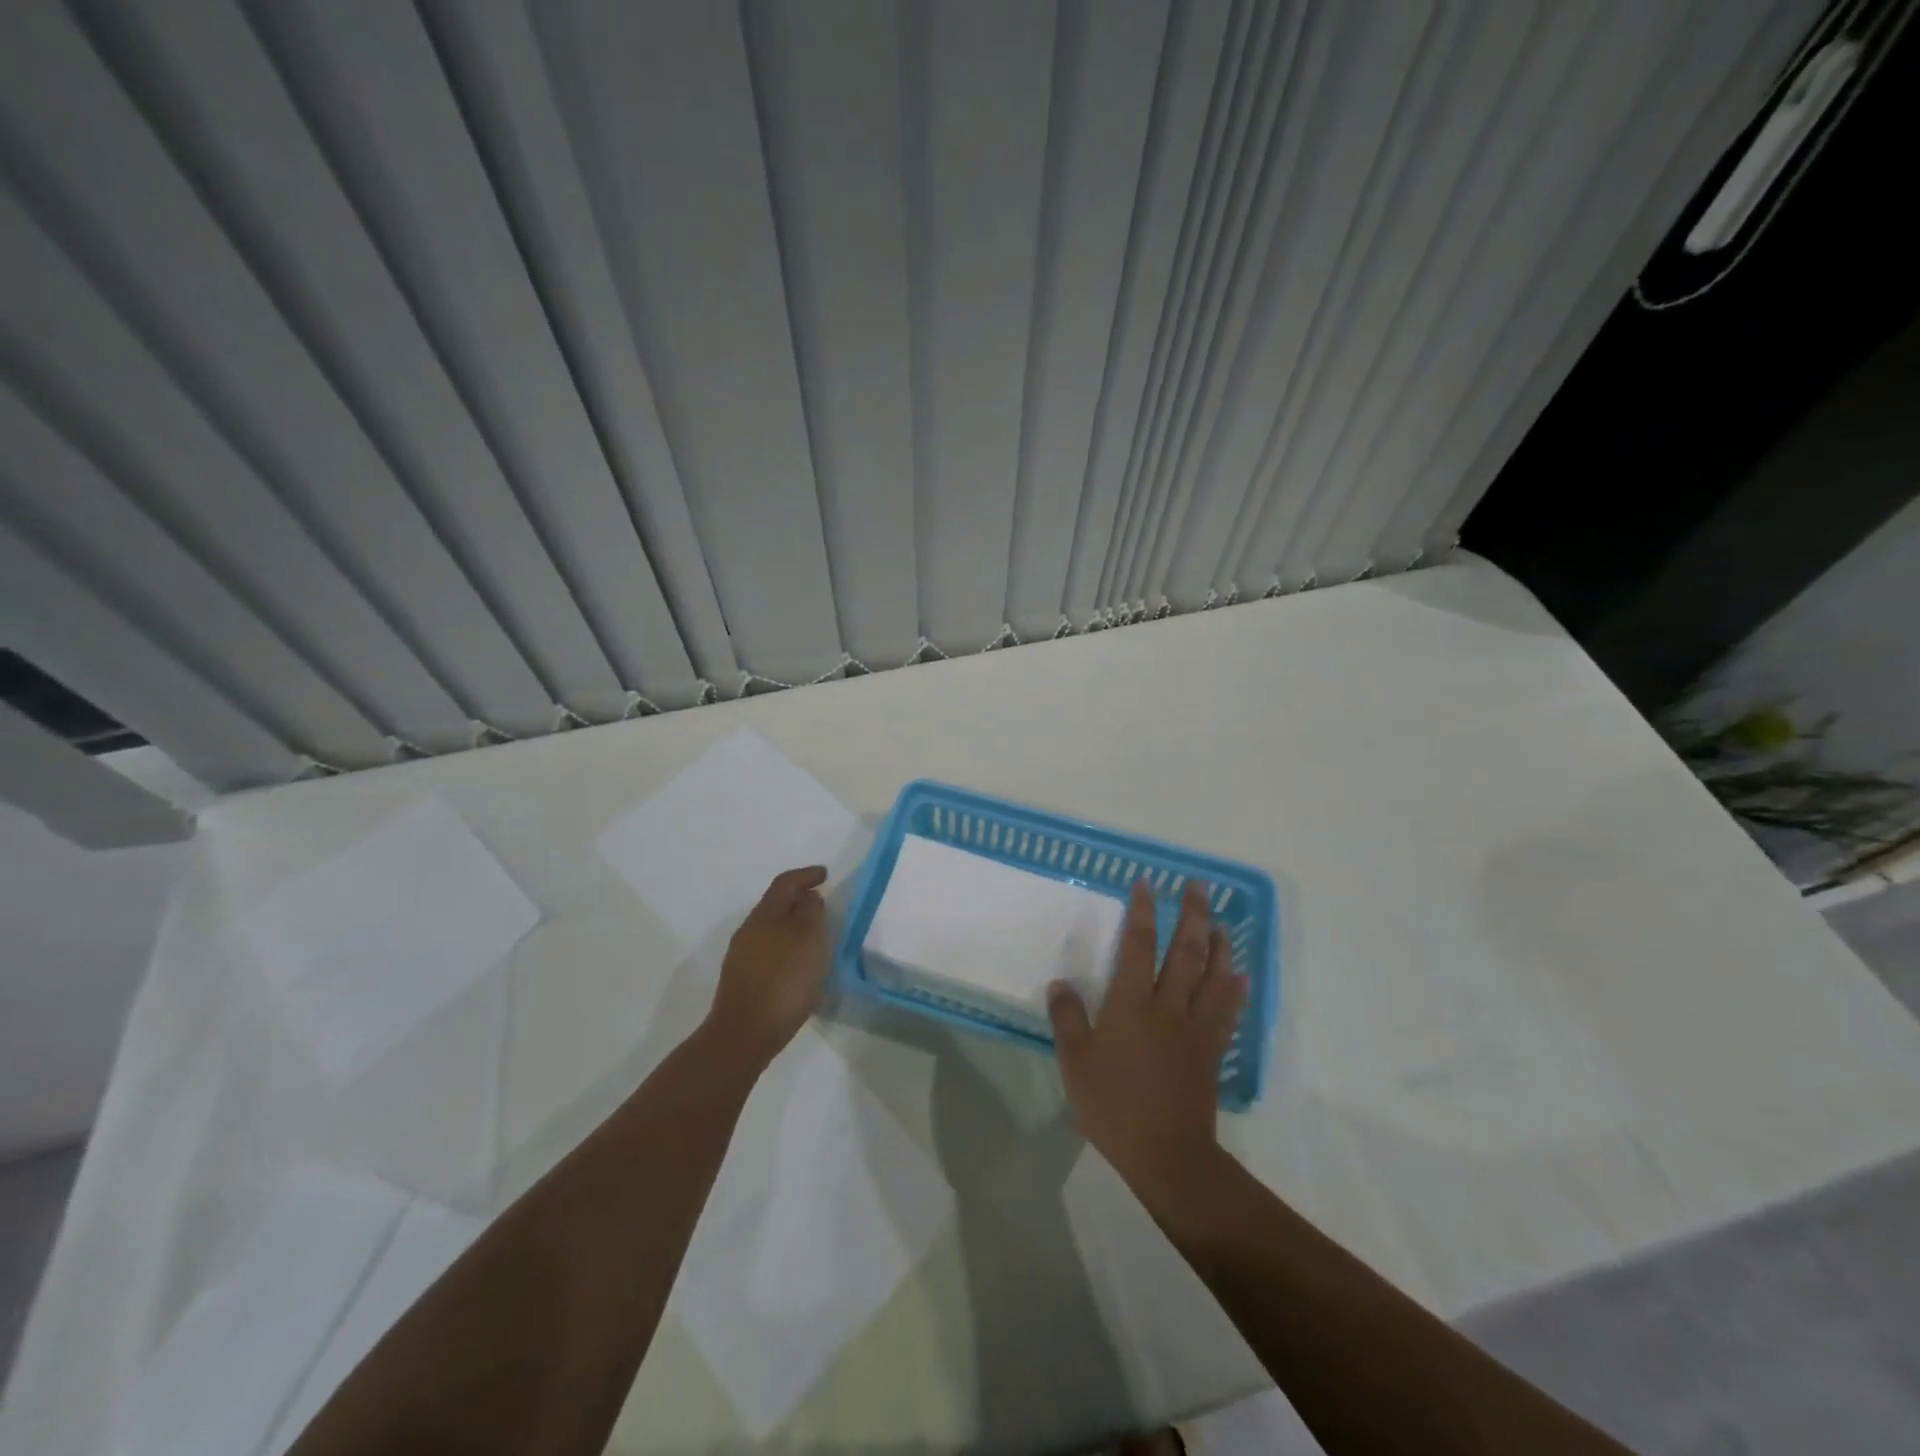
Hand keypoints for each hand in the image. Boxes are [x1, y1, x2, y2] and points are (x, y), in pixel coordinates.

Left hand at [706, 866, 831, 1067]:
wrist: (744, 1035)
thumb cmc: (783, 981)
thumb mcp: (808, 940)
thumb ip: (811, 912)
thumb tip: (808, 897)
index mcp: (764, 915)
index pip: (785, 883)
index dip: (806, 875)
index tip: (825, 874)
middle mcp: (749, 930)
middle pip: (776, 905)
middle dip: (799, 900)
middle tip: (823, 904)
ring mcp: (742, 957)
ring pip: (772, 929)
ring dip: (793, 926)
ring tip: (816, 936)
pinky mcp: (743, 980)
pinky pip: (769, 951)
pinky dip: (787, 948)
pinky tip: (799, 965)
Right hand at [1048, 880, 1246, 1197]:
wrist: (1166, 1153)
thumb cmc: (1113, 1105)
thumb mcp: (1075, 1061)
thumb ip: (1067, 1019)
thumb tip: (1060, 983)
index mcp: (1131, 1003)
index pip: (1138, 945)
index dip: (1143, 912)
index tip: (1147, 884)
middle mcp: (1168, 1006)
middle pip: (1185, 952)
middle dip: (1193, 915)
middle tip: (1199, 886)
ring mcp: (1195, 1028)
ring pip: (1213, 977)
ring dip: (1220, 946)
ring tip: (1223, 923)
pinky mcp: (1211, 1052)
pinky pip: (1227, 1012)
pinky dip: (1235, 990)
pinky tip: (1240, 977)